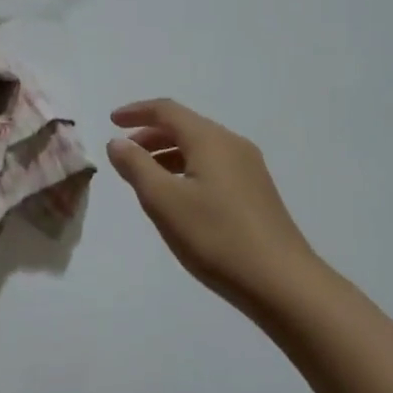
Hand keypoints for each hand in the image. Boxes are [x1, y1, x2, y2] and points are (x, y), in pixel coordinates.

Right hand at [107, 98, 319, 302]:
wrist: (282, 282)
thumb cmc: (216, 237)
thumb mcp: (164, 201)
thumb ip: (136, 166)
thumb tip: (117, 142)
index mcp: (210, 139)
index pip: (167, 110)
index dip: (137, 112)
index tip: (111, 121)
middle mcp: (232, 145)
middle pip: (185, 126)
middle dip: (151, 134)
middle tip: (124, 153)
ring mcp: (249, 168)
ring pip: (200, 148)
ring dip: (168, 154)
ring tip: (144, 177)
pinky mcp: (256, 192)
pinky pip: (213, 166)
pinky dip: (187, 169)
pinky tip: (178, 197)